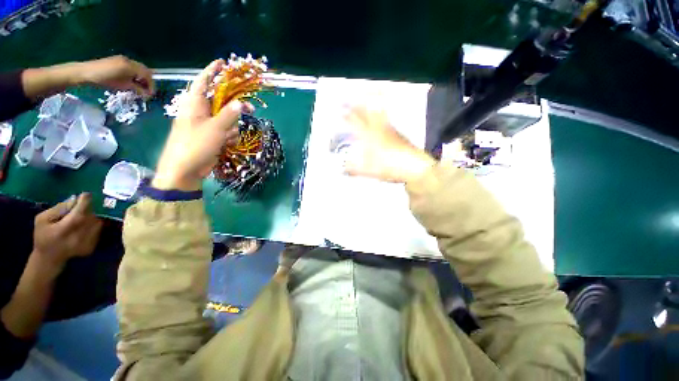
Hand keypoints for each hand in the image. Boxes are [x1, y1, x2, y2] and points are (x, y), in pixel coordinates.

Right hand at [32, 193, 102, 272]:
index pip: (80, 212)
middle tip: (79, 209)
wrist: (49, 258)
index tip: (85, 195)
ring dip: (90, 217)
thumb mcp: (42, 220)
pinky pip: (98, 231)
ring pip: (97, 222)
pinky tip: (82, 228)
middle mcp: (79, 236)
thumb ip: (58, 208)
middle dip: (86, 209)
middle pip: (90, 216)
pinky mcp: (92, 246)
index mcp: (64, 229)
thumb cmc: (43, 237)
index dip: (84, 201)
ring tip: (79, 219)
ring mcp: (87, 242)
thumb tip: (74, 199)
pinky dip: (92, 226)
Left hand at [76, 55, 154, 97]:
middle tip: (147, 91)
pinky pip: (132, 67)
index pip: (148, 75)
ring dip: (141, 78)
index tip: (150, 94)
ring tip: (139, 87)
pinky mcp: (118, 61)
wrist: (86, 72)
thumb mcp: (122, 85)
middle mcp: (129, 61)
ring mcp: (123, 59)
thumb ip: (136, 88)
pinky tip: (131, 81)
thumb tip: (146, 94)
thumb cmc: (105, 79)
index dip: (151, 85)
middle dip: (148, 81)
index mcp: (131, 66)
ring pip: (139, 69)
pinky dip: (135, 75)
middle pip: (145, 71)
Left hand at [153, 59, 252, 190]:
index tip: (223, 63)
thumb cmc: (195, 145)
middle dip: (235, 108)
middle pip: (222, 102)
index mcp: (195, 104)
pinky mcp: (213, 137)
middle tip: (250, 110)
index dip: (213, 71)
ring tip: (228, 137)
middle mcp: (201, 112)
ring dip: (232, 127)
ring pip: (228, 119)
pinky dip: (230, 137)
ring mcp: (207, 125)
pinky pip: (227, 131)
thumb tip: (242, 103)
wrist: (185, 170)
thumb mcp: (215, 129)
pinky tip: (227, 143)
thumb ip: (230, 115)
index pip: (204, 82)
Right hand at [343, 106, 435, 182]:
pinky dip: (380, 116)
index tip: (341, 110)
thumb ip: (354, 169)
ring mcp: (390, 130)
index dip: (347, 116)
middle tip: (351, 102)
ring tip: (365, 102)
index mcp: (370, 137)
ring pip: (378, 114)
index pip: (356, 123)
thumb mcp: (368, 171)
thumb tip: (343, 169)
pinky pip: (386, 121)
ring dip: (369, 108)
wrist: (414, 166)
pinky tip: (380, 120)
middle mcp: (379, 130)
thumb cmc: (389, 167)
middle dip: (357, 107)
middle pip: (367, 114)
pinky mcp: (398, 134)